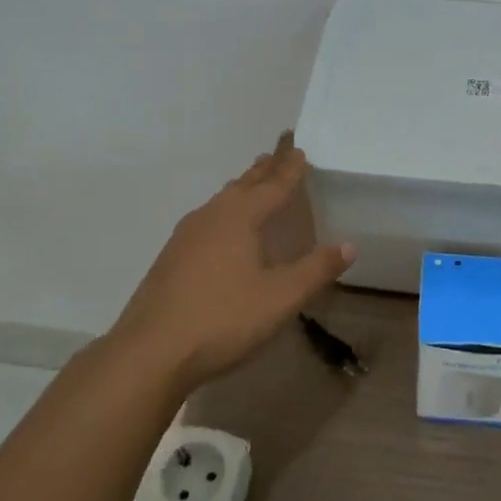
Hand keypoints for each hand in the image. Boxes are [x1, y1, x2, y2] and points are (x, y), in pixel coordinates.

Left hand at [111, 138, 354, 390]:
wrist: (151, 351)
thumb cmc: (223, 319)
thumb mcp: (281, 297)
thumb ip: (316, 269)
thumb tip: (349, 245)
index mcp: (240, 217)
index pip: (273, 185)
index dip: (290, 169)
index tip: (300, 149)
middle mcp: (211, 216)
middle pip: (244, 185)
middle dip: (264, 169)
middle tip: (278, 152)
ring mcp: (186, 236)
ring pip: (222, 201)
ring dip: (241, 188)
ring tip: (252, 182)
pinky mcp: (171, 257)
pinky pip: (207, 219)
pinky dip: (224, 211)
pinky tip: (220, 228)